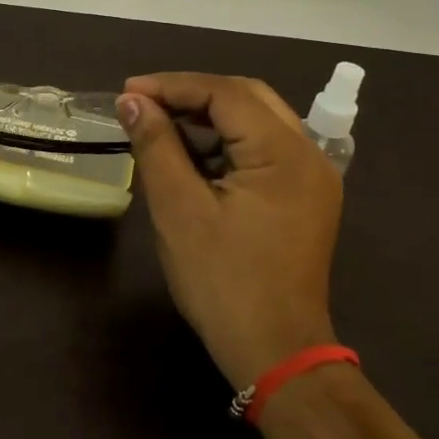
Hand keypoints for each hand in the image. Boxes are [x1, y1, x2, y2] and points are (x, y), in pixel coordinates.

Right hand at [118, 73, 342, 388]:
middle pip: (247, 98)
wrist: (274, 352)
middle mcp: (308, 155)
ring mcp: (311, 177)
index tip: (126, 93)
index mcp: (284, 153)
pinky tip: (190, 156)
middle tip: (142, 104)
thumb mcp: (178, 209)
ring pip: (256, 121)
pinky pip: (262, 149)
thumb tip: (131, 101)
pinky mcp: (303, 197)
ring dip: (207, 117)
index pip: (225, 94)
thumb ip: (156, 145)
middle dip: (191, 94)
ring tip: (159, 126)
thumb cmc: (222, 281)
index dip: (172, 86)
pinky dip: (224, 143)